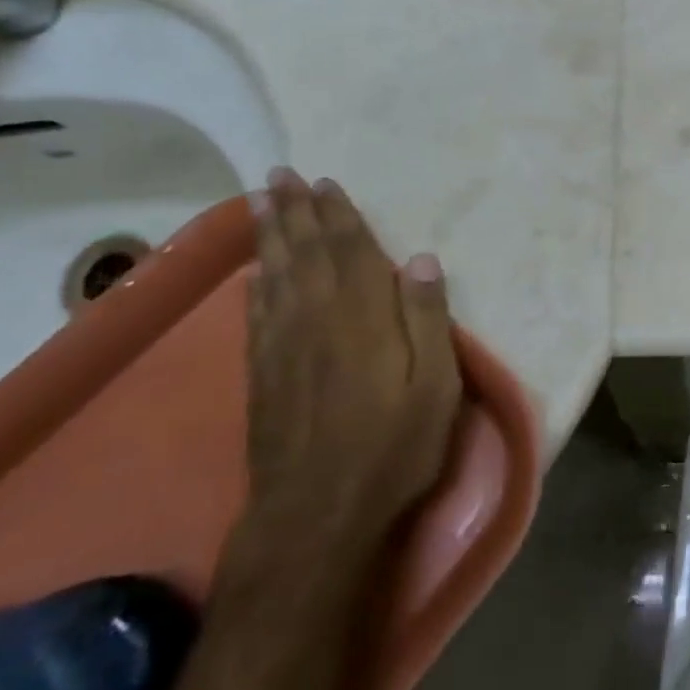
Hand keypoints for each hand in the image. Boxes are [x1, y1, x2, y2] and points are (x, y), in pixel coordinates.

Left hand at [234, 168, 463, 570]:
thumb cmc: (392, 446)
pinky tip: (254, 274)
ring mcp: (283, 346)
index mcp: (362, 315)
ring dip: (269, 236)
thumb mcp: (435, 386)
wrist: (316, 514)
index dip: (337, 214)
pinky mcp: (262, 374)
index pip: (349, 250)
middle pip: (305, 252)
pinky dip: (255, 286)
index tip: (325, 182)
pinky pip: (257, 314)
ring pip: (275, 274)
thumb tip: (421, 260)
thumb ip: (428, 319)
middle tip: (280, 175)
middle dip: (293, 211)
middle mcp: (316, 317)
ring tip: (260, 204)